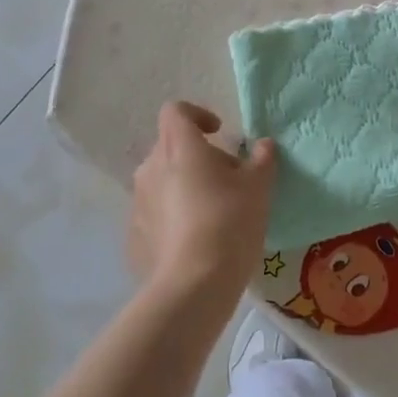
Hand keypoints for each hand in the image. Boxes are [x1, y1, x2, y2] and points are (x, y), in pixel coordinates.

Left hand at [128, 102, 275, 302]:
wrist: (193, 285)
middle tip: (227, 180)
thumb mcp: (258, 188)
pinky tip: (195, 241)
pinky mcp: (134, 235)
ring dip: (184, 186)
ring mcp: (138, 202)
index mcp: (179, 147)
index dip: (197, 114)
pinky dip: (173, 216)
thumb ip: (261, 159)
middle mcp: (151, 168)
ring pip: (161, 180)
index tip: (219, 133)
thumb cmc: (229, 222)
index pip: (176, 111)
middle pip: (170, 146)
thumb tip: (263, 145)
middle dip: (197, 156)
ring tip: (212, 212)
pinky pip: (155, 213)